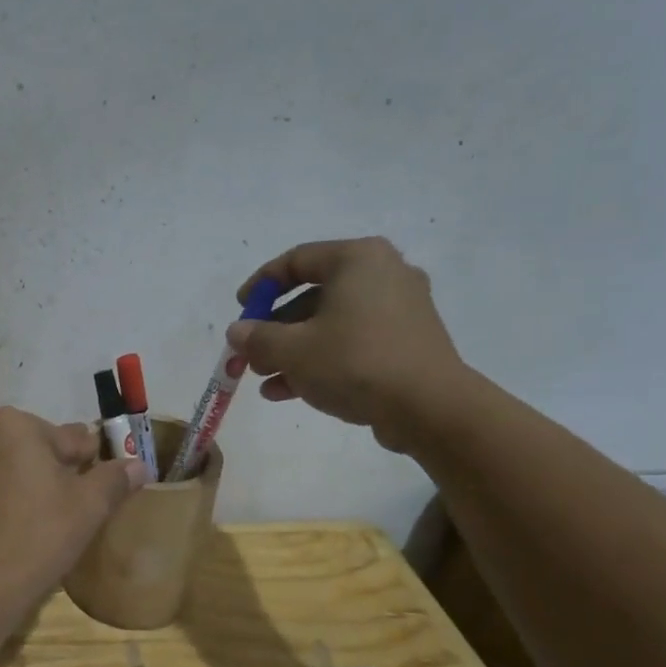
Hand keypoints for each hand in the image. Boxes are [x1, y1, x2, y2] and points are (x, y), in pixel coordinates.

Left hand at [0, 407, 146, 605]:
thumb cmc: (39, 536)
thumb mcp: (89, 507)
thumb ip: (114, 479)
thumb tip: (138, 465)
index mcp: (12, 425)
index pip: (65, 438)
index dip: (85, 462)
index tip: (94, 484)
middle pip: (27, 449)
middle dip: (46, 470)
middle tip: (64, 509)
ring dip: (16, 483)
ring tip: (31, 522)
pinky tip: (1, 532)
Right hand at [225, 238, 471, 453]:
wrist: (428, 406)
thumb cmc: (354, 362)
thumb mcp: (293, 350)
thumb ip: (257, 338)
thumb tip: (237, 332)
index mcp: (357, 259)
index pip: (296, 260)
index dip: (260, 286)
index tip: (240, 310)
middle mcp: (383, 274)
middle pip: (313, 296)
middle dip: (275, 329)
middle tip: (251, 354)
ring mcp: (400, 309)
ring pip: (331, 324)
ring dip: (293, 351)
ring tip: (265, 379)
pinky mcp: (407, 342)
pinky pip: (353, 342)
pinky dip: (321, 361)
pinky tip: (290, 392)